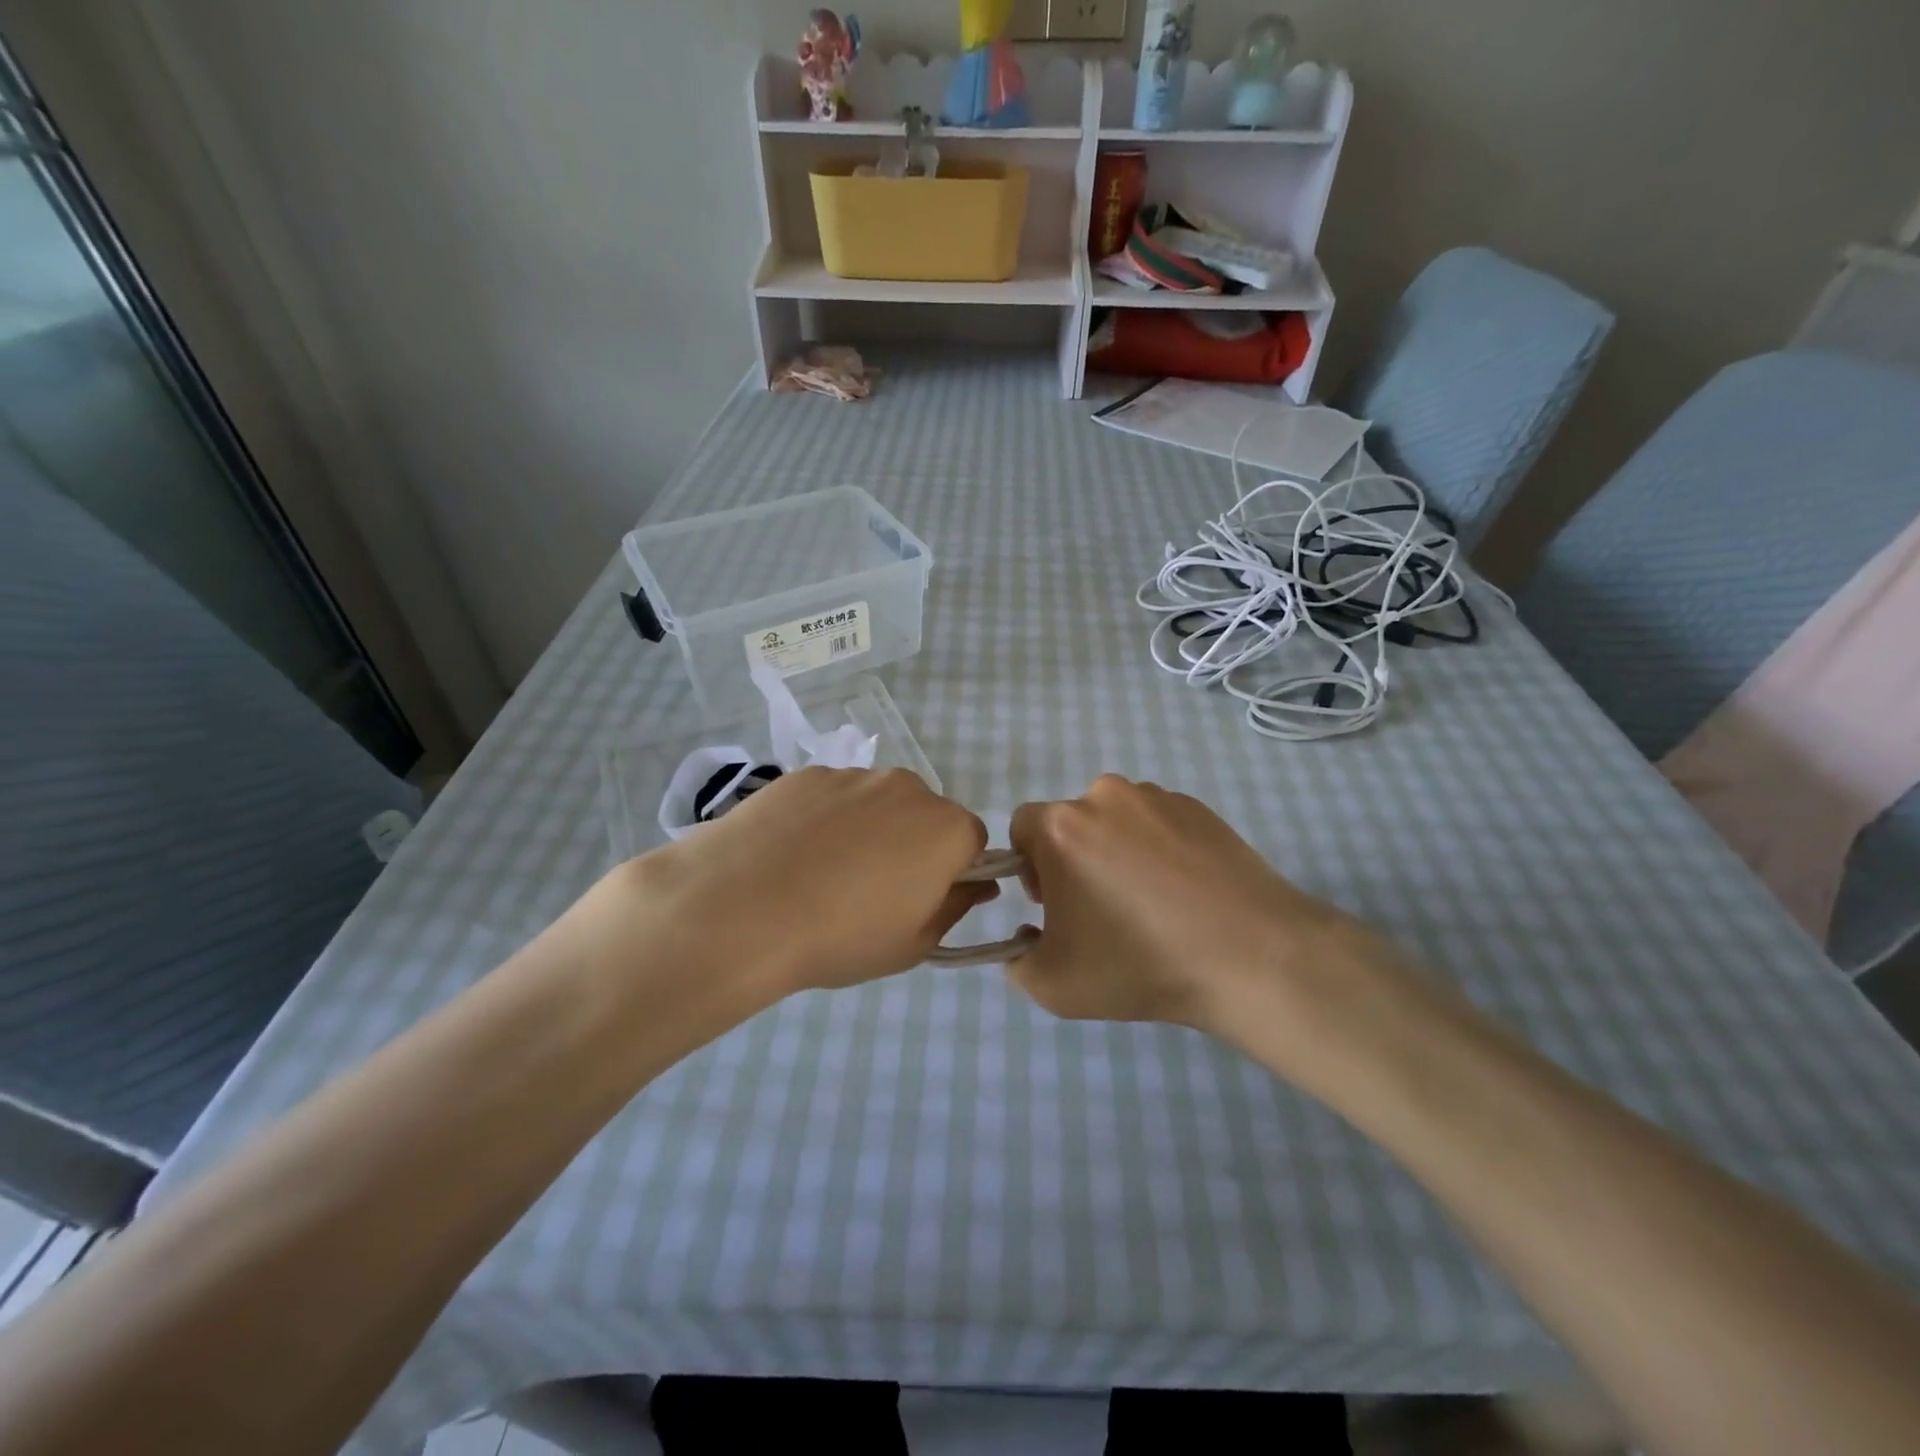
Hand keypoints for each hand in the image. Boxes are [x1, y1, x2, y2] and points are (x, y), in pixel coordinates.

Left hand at [624, 767, 992, 998]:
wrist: (742, 908)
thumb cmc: (843, 936)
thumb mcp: (913, 944)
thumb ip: (955, 908)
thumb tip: (977, 883)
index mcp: (946, 828)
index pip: (972, 842)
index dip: (951, 872)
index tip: (920, 899)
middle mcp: (908, 788)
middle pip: (925, 815)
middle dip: (911, 845)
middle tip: (871, 890)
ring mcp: (854, 775)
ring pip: (877, 803)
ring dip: (867, 829)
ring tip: (823, 873)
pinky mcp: (808, 774)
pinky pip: (833, 797)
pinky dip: (825, 819)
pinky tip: (793, 854)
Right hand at [1007, 776, 1391, 1041]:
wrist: (1251, 956)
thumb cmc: (1140, 964)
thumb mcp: (1054, 985)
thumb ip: (1017, 961)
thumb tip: (1028, 935)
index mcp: (1061, 825)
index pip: (1023, 828)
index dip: (1031, 867)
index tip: (1056, 904)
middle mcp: (1104, 796)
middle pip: (1071, 823)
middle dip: (1075, 860)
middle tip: (1103, 910)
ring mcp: (1157, 797)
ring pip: (1116, 821)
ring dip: (1117, 851)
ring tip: (1152, 902)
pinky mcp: (1200, 807)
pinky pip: (1160, 823)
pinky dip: (1160, 849)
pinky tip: (1186, 893)